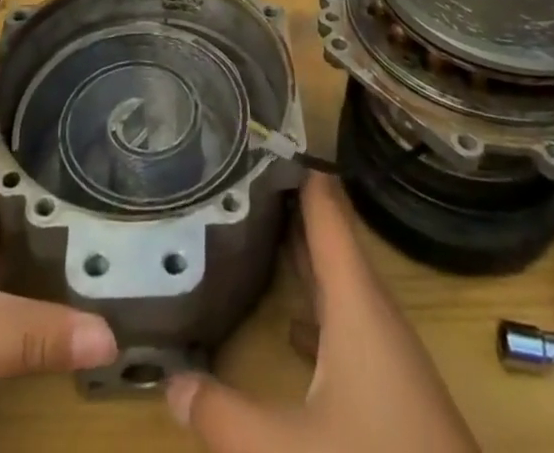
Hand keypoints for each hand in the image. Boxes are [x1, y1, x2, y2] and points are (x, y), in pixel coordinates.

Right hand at [165, 174, 478, 452]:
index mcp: (355, 298)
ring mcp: (381, 345)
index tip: (255, 136)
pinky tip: (285, 318)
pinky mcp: (385, 381)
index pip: (324, 206)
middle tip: (235, 172)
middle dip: (284, 202)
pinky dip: (311, 302)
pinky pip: (341, 317)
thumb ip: (224, 416)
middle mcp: (369, 307)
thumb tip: (169, 381)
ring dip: (297, 250)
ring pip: (334, 277)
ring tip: (248, 226)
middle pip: (326, 234)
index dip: (293, 166)